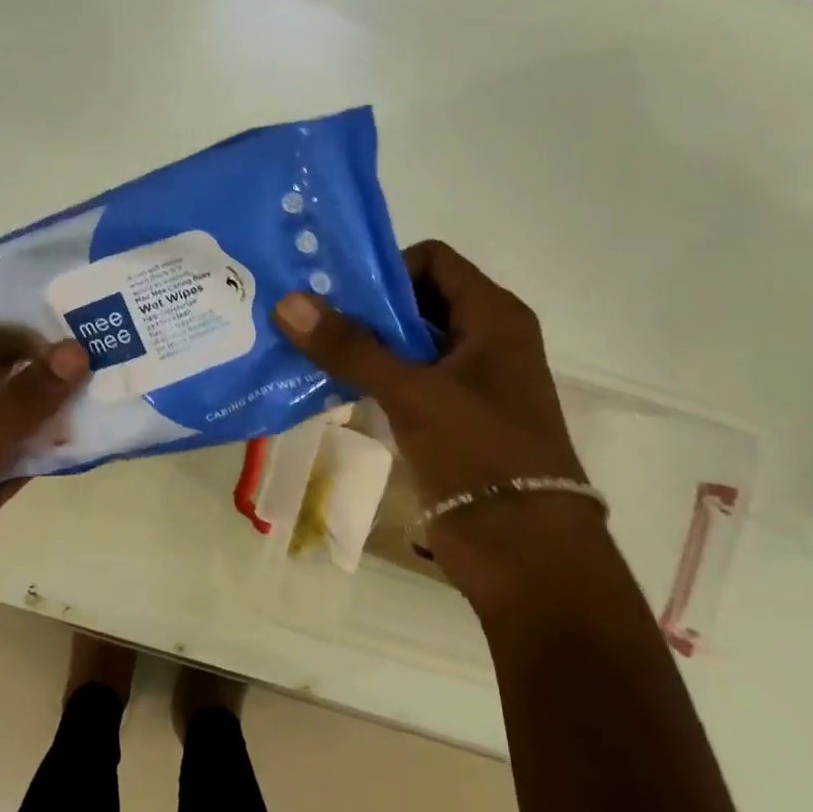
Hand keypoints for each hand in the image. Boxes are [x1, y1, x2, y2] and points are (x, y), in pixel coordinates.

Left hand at [0, 334, 88, 630]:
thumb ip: (23, 400)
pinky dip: (46, 443)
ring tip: (93, 370)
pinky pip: (19, 453)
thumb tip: (74, 350)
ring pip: (6, 414)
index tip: (39, 304)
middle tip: (79, 333)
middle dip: (28, 358)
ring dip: (43, 401)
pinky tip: (85, 425)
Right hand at [272, 240, 590, 573]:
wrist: (524, 552)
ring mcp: (469, 381)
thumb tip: (287, 301)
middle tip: (309, 317)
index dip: (385, 269)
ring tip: (308, 349)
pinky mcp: (452, 418)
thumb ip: (349, 346)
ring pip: (407, 343)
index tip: (338, 293)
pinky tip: (329, 385)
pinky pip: (405, 380)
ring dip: (362, 345)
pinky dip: (371, 378)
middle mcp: (485, 339)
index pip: (432, 260)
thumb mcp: (412, 392)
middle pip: (415, 300)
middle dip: (364, 307)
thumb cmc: (480, 453)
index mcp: (494, 316)